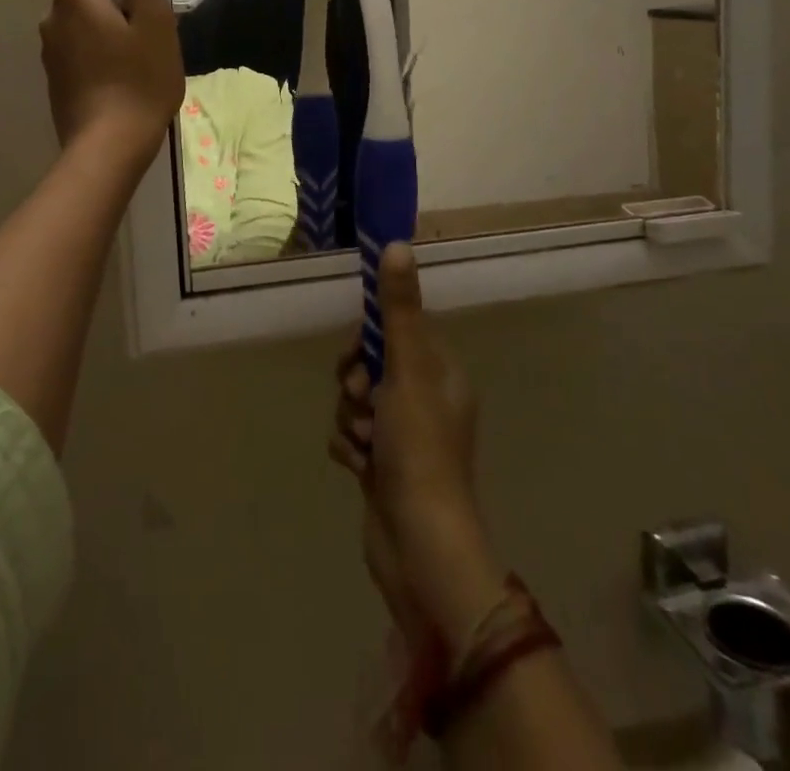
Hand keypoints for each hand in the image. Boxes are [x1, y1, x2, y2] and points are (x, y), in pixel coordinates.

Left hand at [40, 0, 184, 167]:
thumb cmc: (141, 78)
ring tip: (138, 49)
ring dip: (103, 20)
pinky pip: (75, 46)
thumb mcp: (151, 18)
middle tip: (146, 17)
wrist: (109, 146)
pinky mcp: (55, 78)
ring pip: (76, 18)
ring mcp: (50, 50)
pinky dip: (95, 46)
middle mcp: (52, 17)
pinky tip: (122, 73)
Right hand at [329, 244, 505, 655]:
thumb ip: (398, 309)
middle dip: (355, 381)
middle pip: (370, 364)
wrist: (419, 545)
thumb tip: (397, 244)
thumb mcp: (407, 370)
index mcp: (441, 373)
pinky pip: (350, 434)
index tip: (359, 355)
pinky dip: (348, 446)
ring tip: (364, 442)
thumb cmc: (419, 448)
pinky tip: (359, 467)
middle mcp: (426, 399)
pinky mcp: (382, 464)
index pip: (396, 330)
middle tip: (361, 399)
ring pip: (355, 400)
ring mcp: (403, 435)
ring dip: (350, 417)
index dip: (370, 339)